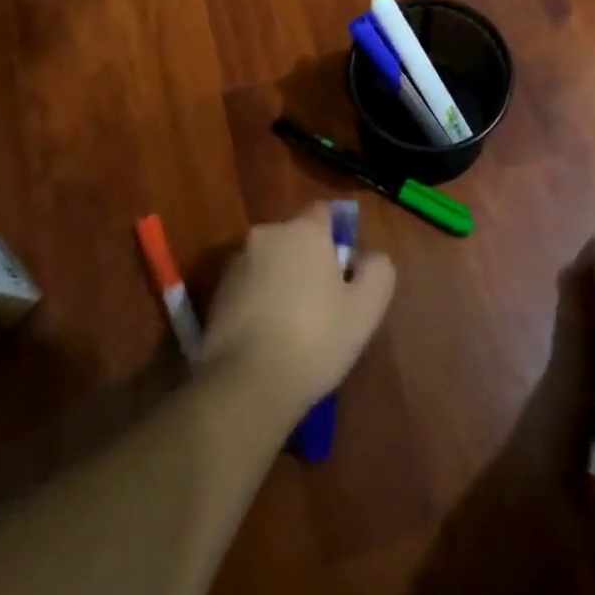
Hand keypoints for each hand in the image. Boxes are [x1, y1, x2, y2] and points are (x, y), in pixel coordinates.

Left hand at [202, 204, 395, 416]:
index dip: (339, 234)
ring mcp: (236, 263)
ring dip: (282, 278)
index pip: (325, 212)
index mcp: (303, 231)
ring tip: (295, 322)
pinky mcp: (216, 293)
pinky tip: (269, 333)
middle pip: (295, 237)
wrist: (247, 382)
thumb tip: (369, 257)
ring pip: (270, 260)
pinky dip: (260, 298)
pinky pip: (249, 284)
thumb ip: (377, 271)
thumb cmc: (315, 338)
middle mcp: (266, 235)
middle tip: (325, 299)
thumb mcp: (366, 309)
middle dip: (309, 258)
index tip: (347, 266)